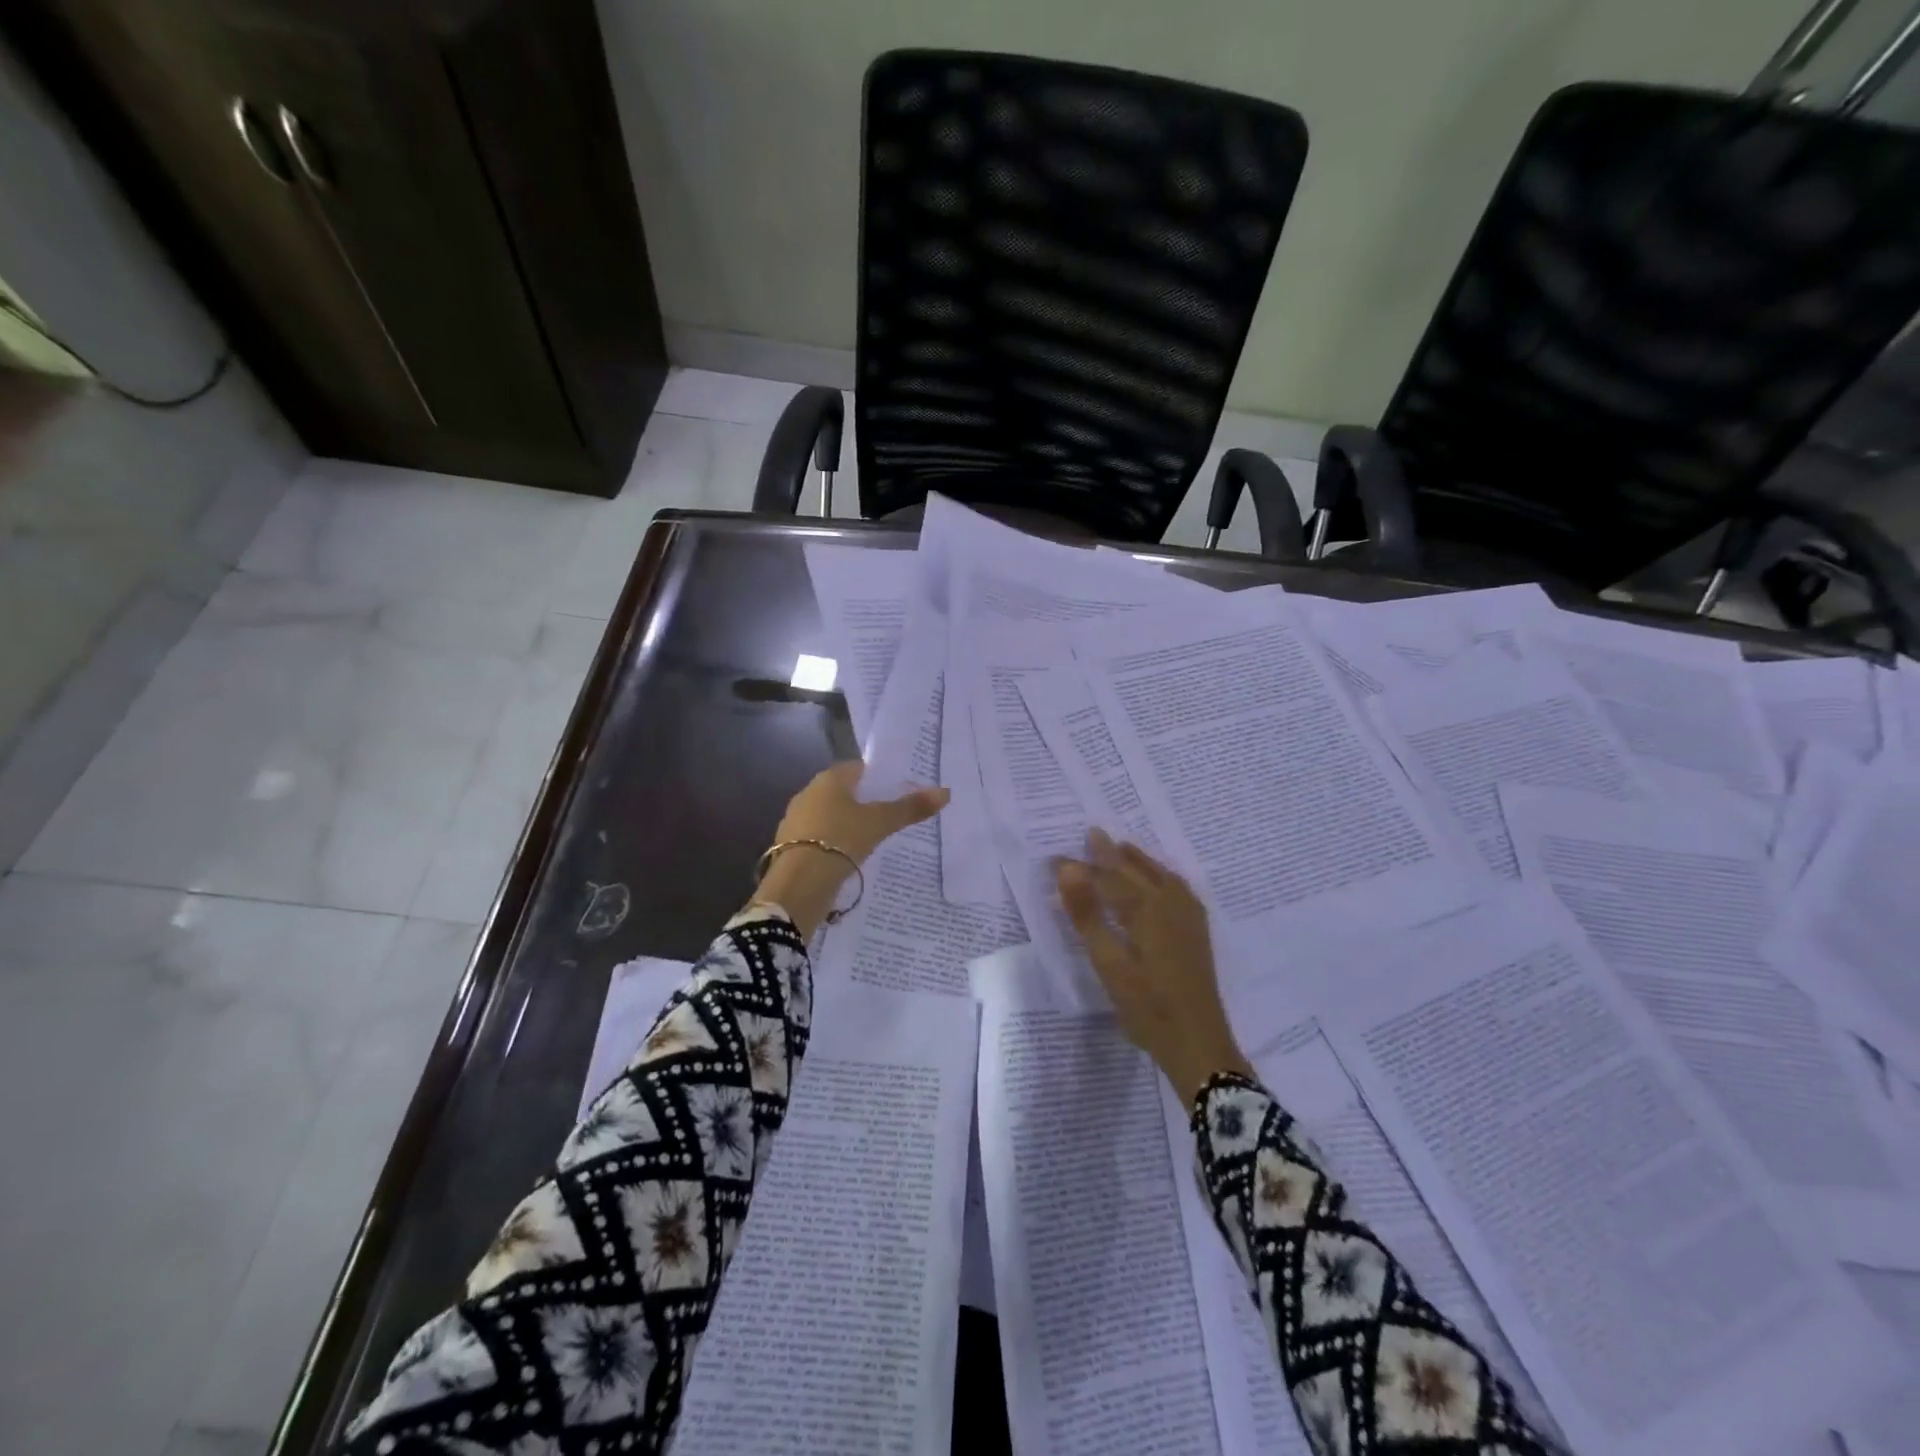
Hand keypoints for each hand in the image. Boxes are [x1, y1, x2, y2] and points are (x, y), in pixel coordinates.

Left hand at [753, 762, 948, 936]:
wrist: (798, 883)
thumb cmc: (841, 839)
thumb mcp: (880, 823)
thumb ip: (910, 808)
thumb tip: (945, 792)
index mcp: (829, 779)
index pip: (858, 769)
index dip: (880, 778)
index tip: (900, 791)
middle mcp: (808, 793)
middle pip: (843, 792)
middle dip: (864, 802)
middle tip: (891, 816)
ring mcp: (795, 820)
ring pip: (830, 816)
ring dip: (848, 825)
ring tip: (874, 840)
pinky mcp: (789, 846)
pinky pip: (820, 838)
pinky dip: (835, 844)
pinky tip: (849, 858)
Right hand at [1055, 829, 1252, 1103]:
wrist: (1199, 1044)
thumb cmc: (1147, 1008)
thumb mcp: (1109, 963)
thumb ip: (1088, 914)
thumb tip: (1067, 870)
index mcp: (1148, 910)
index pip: (1108, 878)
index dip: (1081, 867)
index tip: (1055, 858)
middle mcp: (1171, 905)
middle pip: (1137, 871)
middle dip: (1111, 854)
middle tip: (1091, 834)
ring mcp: (1189, 919)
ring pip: (1161, 877)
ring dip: (1139, 861)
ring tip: (1121, 847)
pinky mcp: (1197, 933)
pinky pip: (1178, 889)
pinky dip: (1162, 876)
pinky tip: (1161, 881)